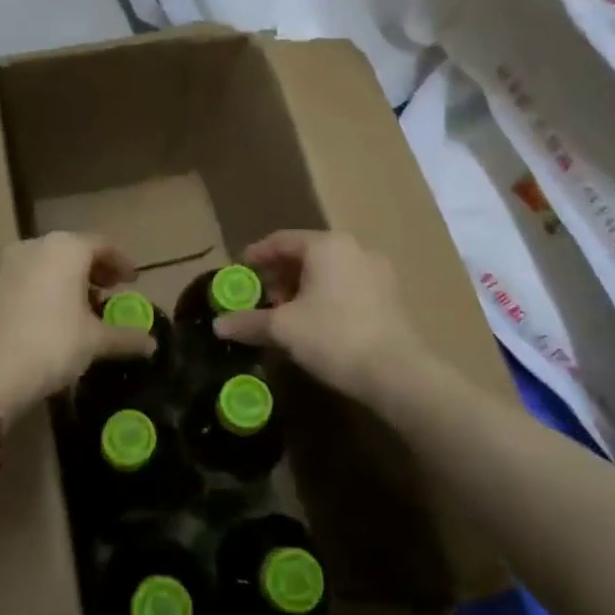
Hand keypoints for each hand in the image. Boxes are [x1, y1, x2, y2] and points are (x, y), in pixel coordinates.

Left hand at [0, 233, 154, 414]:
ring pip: (51, 263)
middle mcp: (38, 245)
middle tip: (112, 292)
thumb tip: (152, 344)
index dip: (121, 263)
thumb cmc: (53, 343)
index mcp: (67, 248)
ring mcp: (12, 263)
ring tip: (87, 307)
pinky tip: (58, 314)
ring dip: (72, 279)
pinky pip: (32, 276)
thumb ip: (126, 336)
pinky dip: (49, 287)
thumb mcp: (96, 341)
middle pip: (75, 250)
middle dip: (96, 270)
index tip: (133, 282)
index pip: (103, 245)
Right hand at [213, 231, 423, 404]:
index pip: (281, 240)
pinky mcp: (391, 296)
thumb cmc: (333, 337)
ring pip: (329, 270)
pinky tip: (317, 322)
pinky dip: (327, 296)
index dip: (256, 255)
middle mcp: (354, 249)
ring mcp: (377, 271)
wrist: (397, 373)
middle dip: (280, 274)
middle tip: (262, 296)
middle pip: (307, 254)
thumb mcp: (283, 329)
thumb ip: (249, 322)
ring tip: (287, 313)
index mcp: (327, 245)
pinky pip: (348, 285)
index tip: (239, 270)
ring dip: (303, 287)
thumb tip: (217, 324)